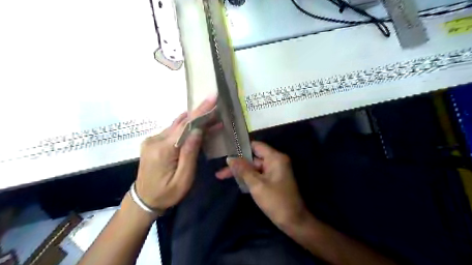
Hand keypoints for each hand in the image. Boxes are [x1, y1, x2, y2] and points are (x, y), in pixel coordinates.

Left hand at [135, 95, 216, 212]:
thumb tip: (198, 130)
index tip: (212, 97)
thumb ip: (190, 153)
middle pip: (181, 122)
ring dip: (194, 121)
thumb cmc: (166, 193)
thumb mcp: (183, 179)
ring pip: (177, 125)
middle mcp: (155, 140)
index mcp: (163, 149)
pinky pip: (172, 131)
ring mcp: (151, 139)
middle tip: (216, 109)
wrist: (143, 200)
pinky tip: (196, 127)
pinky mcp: (153, 141)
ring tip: (210, 118)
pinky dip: (185, 127)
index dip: (200, 111)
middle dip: (200, 115)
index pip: (185, 126)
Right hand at [215, 142, 309, 228]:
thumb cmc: (276, 201)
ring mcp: (275, 171)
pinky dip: (248, 177)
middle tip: (220, 172)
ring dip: (241, 172)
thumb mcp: (257, 184)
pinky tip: (235, 181)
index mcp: (275, 158)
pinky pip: (258, 174)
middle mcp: (276, 161)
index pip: (256, 146)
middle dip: (237, 164)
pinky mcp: (273, 180)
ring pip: (254, 168)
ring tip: (222, 176)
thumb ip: (243, 170)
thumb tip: (230, 158)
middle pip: (253, 158)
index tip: (227, 152)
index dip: (241, 148)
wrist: (294, 222)